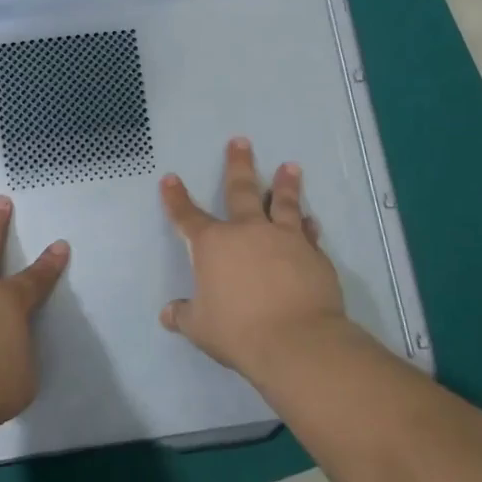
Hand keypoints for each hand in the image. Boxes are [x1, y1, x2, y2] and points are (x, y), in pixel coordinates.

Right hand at [160, 138, 350, 381]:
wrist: (297, 340)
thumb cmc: (238, 331)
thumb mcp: (201, 328)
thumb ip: (184, 316)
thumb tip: (168, 314)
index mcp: (213, 246)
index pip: (187, 217)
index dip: (176, 198)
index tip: (170, 179)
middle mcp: (248, 232)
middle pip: (241, 191)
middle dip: (238, 165)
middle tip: (240, 141)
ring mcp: (284, 239)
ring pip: (283, 203)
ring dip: (285, 184)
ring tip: (290, 167)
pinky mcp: (313, 254)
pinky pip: (308, 233)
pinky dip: (308, 225)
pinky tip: (311, 219)